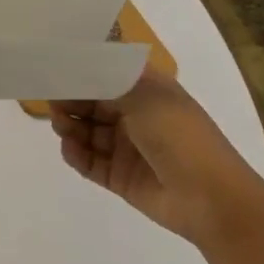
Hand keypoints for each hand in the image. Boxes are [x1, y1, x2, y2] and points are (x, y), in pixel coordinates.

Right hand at [49, 69, 262, 248]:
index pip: (106, 72)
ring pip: (89, 131)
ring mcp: (128, 147)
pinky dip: (77, 155)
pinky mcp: (121, 177)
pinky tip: (68, 149)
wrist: (212, 200)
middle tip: (51, 101)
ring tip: (60, 126)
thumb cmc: (179, 136)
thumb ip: (104, 80)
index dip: (81, 70)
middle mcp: (135, 114)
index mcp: (146, 89)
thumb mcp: (143, 96)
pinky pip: (91, 162)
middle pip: (93, 102)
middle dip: (71, 99)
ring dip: (71, 126)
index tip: (55, 68)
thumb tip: (73, 64)